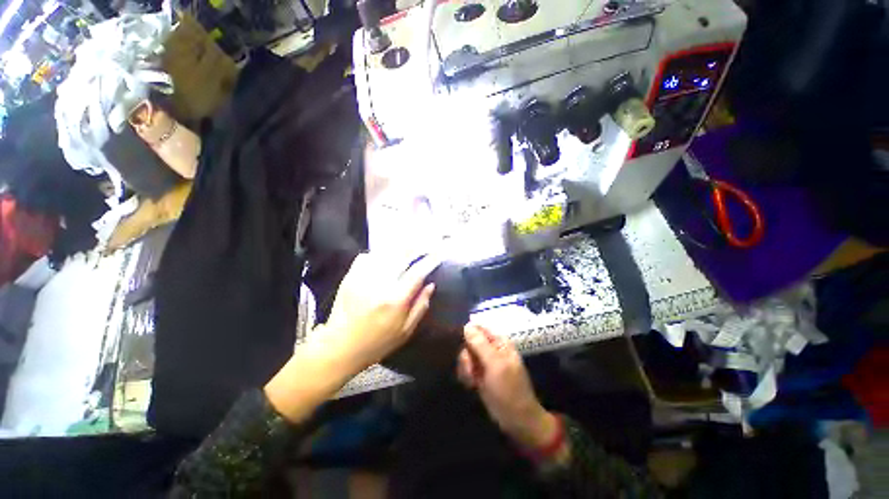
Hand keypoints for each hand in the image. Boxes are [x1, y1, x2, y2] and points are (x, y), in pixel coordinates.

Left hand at [323, 252, 440, 373]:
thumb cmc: (377, 343)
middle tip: (425, 246)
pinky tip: (384, 255)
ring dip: (399, 248)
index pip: (417, 273)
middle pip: (402, 257)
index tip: (438, 254)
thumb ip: (420, 307)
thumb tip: (430, 285)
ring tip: (408, 246)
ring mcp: (363, 279)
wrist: (340, 347)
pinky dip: (378, 253)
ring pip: (385, 254)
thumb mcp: (405, 332)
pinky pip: (367, 257)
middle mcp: (380, 285)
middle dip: (416, 249)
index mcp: (396, 300)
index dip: (430, 261)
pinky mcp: (350, 277)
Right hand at [457, 325, 557, 449]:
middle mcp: (490, 348)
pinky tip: (470, 384)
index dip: (469, 333)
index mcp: (499, 342)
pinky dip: (465, 375)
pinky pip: (466, 367)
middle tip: (470, 369)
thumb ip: (480, 345)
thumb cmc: (509, 390)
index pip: (479, 327)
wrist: (516, 420)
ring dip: (465, 367)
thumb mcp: (495, 365)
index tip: (465, 346)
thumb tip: (467, 325)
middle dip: (467, 355)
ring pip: (466, 354)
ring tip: (471, 380)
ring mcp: (484, 362)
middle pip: (469, 341)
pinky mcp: (479, 374)